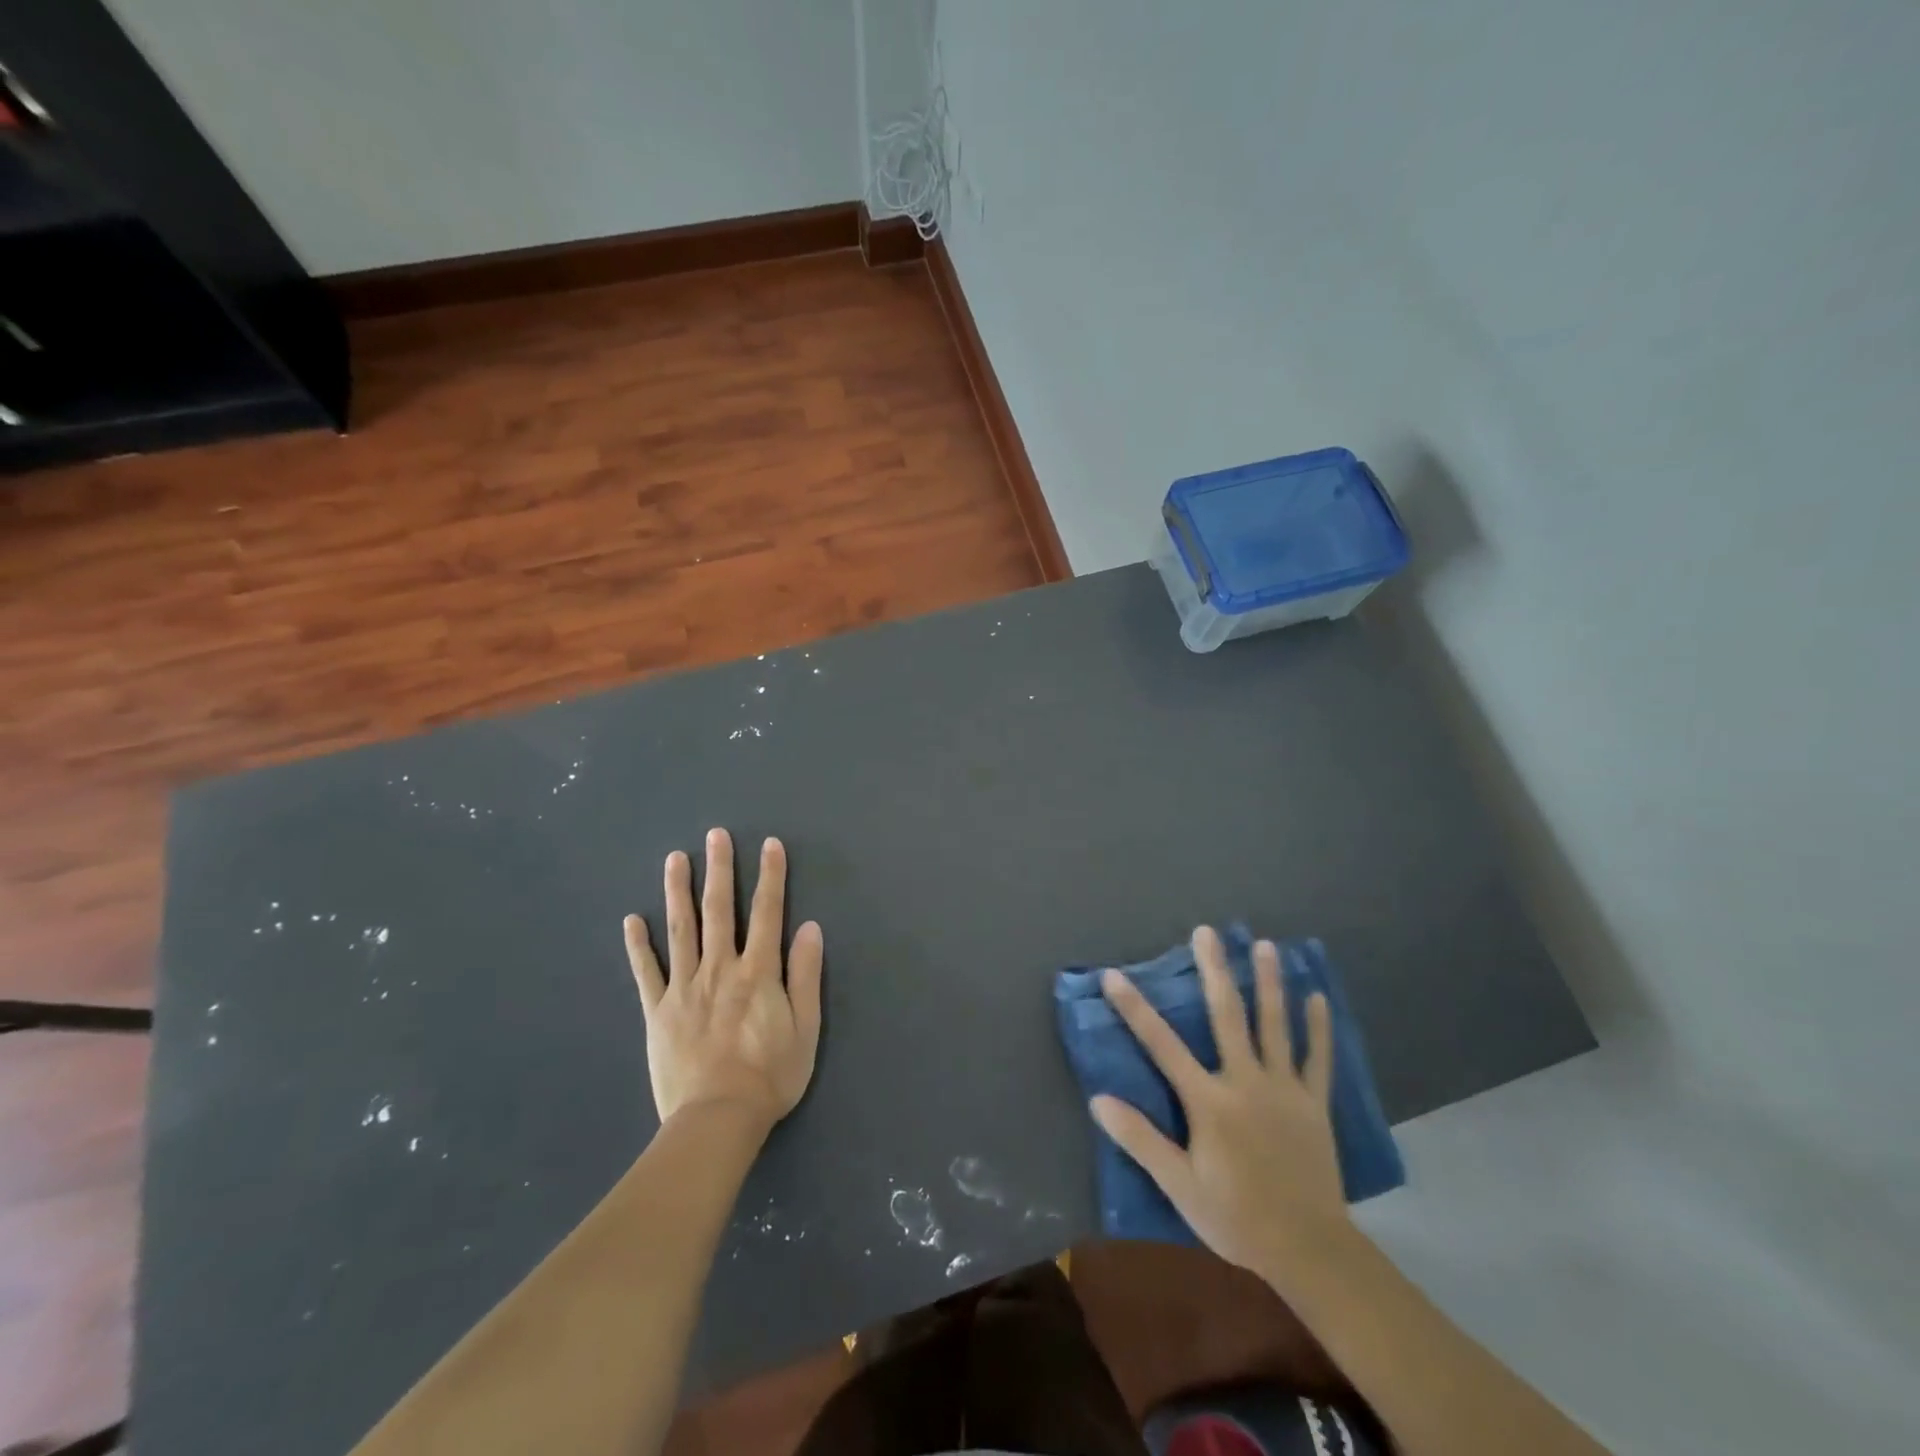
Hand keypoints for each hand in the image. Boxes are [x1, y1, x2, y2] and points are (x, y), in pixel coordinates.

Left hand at [624, 828, 823, 1133]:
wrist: (717, 1120)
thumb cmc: (770, 1075)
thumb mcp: (806, 1028)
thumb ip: (806, 975)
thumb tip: (810, 927)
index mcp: (758, 971)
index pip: (767, 912)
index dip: (770, 876)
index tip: (770, 844)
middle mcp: (720, 968)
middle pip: (719, 910)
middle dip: (720, 869)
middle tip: (715, 834)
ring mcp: (685, 987)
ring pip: (681, 930)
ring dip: (678, 891)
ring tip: (675, 858)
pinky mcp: (658, 1011)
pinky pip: (646, 972)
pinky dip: (638, 945)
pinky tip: (632, 920)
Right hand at [1090, 925, 1348, 1282]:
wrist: (1309, 1250)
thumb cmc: (1236, 1217)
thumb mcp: (1179, 1185)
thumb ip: (1140, 1139)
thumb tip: (1098, 1099)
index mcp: (1210, 1102)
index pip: (1162, 1045)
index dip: (1135, 1009)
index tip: (1114, 974)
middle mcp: (1246, 1082)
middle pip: (1227, 1016)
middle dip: (1214, 971)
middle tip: (1207, 932)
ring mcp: (1285, 1089)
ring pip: (1276, 1025)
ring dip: (1269, 982)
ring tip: (1266, 945)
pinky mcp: (1314, 1103)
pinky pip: (1318, 1058)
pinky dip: (1319, 1027)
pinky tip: (1319, 997)